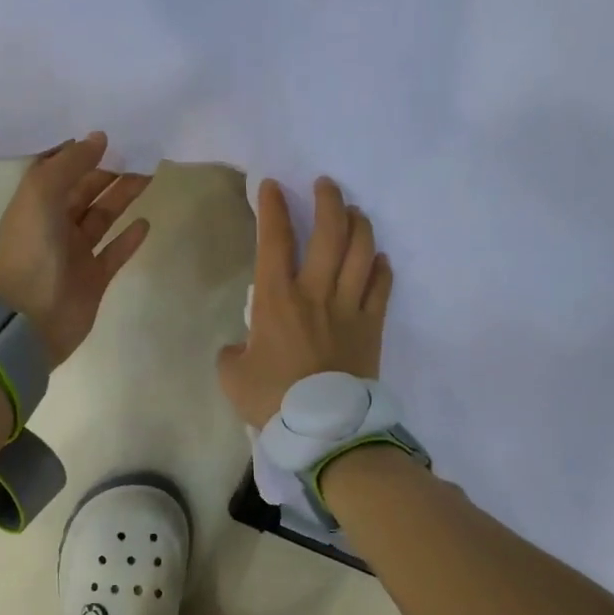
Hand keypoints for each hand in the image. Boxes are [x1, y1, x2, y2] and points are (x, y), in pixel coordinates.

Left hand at [0, 132, 151, 364]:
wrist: (31, 321)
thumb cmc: (33, 252)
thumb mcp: (42, 195)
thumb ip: (69, 164)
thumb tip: (99, 138)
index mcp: (35, 203)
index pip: (56, 169)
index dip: (77, 150)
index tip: (105, 130)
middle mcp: (54, 224)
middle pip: (84, 190)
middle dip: (108, 170)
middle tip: (138, 148)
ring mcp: (74, 253)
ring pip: (102, 217)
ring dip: (122, 196)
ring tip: (148, 173)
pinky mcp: (93, 278)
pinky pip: (114, 252)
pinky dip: (129, 238)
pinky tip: (146, 222)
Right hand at [218, 177, 392, 426]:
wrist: (324, 429)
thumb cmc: (273, 399)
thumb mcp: (233, 376)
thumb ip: (232, 354)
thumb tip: (240, 348)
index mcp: (277, 299)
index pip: (274, 240)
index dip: (272, 208)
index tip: (272, 186)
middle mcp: (316, 292)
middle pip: (329, 233)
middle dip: (328, 201)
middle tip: (326, 185)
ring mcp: (350, 307)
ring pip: (361, 252)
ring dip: (359, 225)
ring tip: (355, 212)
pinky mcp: (372, 327)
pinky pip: (381, 287)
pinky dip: (381, 268)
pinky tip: (379, 258)